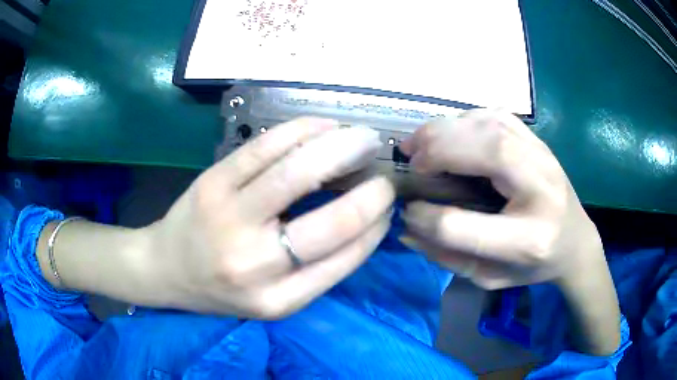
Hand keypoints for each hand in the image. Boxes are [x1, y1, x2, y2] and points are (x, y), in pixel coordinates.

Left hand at [140, 118, 393, 317]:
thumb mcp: (273, 299)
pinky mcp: (212, 183)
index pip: (344, 258)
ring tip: (363, 138)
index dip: (374, 225)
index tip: (388, 204)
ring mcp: (228, 217)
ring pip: (297, 171)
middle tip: (384, 168)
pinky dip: (302, 131)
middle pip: (330, 221)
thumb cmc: (221, 289)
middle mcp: (254, 264)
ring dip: (341, 147)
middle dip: (370, 191)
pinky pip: (264, 148)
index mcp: (277, 300)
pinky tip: (324, 126)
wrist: (165, 269)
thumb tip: (366, 221)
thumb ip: (319, 268)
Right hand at [398, 109, 603, 289]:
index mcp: (528, 240)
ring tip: (421, 142)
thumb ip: (448, 257)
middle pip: (486, 154)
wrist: (575, 240)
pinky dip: (466, 119)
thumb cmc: (533, 266)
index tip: (408, 211)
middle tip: (410, 158)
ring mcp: (545, 157)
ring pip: (491, 126)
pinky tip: (452, 132)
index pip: (462, 226)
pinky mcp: (539, 141)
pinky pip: (498, 116)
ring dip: (447, 129)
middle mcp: (541, 190)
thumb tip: (407, 227)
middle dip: (437, 151)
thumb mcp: (490, 278)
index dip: (426, 217)